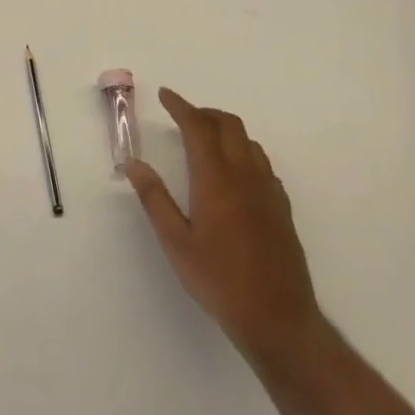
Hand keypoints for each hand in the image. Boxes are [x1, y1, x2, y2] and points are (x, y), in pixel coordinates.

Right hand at [123, 89, 324, 368]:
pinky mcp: (282, 207)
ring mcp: (268, 190)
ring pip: (248, 141)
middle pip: (228, 125)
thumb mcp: (176, 242)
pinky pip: (262, 163)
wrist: (278, 318)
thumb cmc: (218, 280)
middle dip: (204, 113)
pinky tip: (232, 173)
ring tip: (204, 140)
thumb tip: (133, 164)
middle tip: (182, 117)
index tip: (165, 95)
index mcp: (216, 179)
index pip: (198, 127)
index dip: (181, 106)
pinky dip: (242, 152)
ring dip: (225, 130)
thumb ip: (154, 198)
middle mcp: (245, 175)